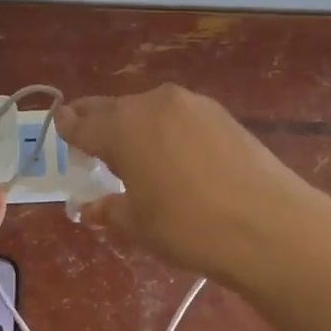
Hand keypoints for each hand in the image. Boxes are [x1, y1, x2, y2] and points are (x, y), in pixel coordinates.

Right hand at [56, 84, 310, 280]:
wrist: (269, 226)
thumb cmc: (188, 227)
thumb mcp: (138, 223)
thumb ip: (108, 208)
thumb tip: (89, 207)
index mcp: (123, 127)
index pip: (82, 123)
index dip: (68, 127)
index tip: (60, 127)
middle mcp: (154, 104)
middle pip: (114, 109)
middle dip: (98, 123)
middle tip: (89, 140)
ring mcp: (193, 105)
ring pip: (149, 110)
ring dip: (134, 126)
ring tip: (133, 153)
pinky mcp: (223, 116)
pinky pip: (178, 117)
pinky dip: (165, 130)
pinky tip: (172, 155)